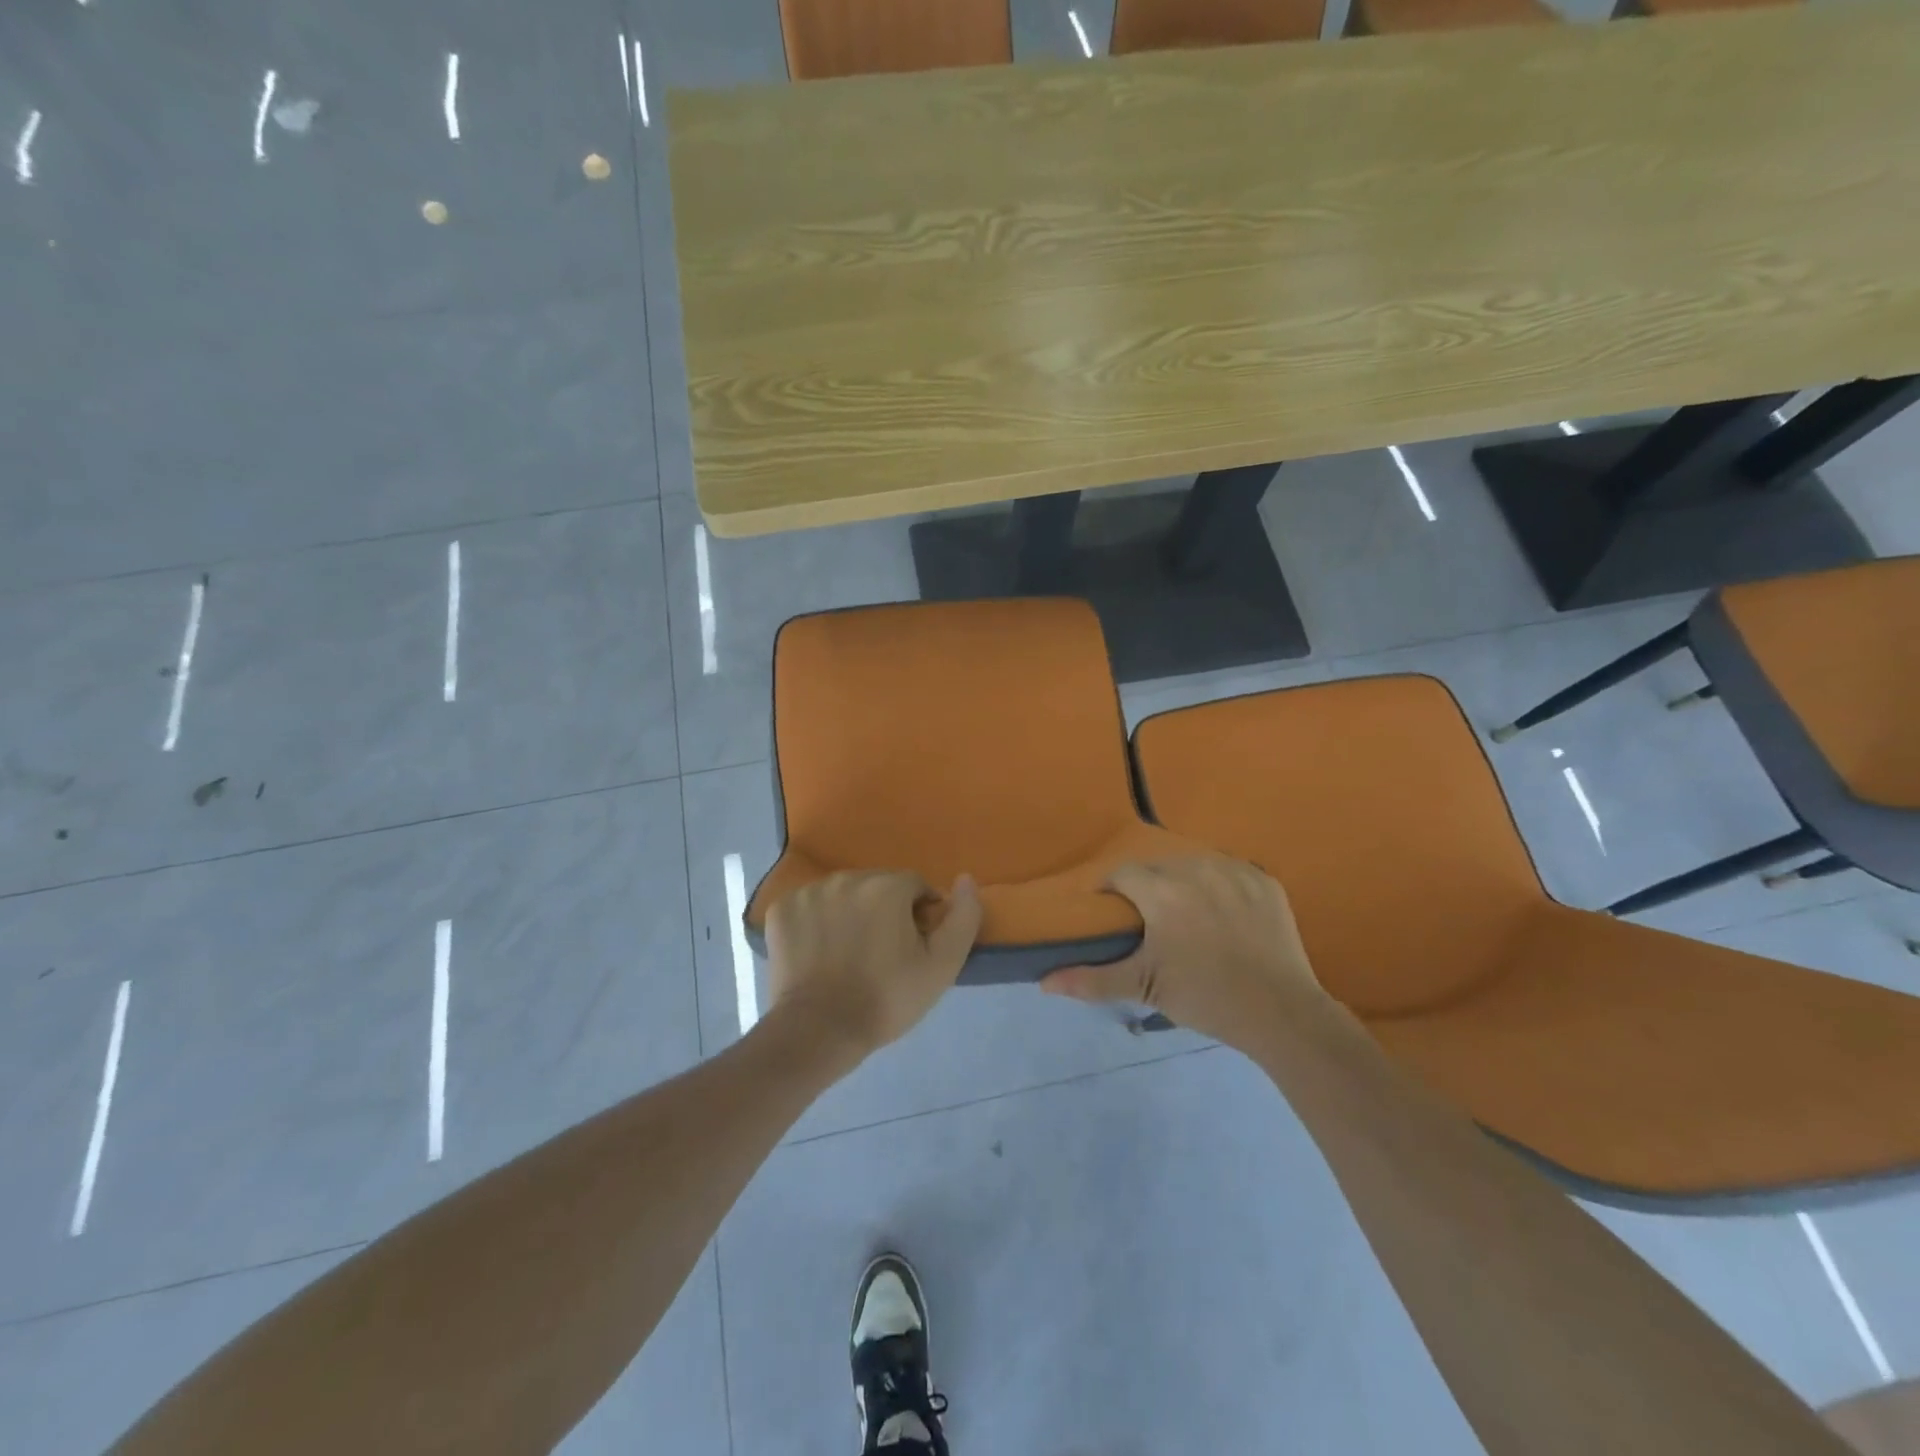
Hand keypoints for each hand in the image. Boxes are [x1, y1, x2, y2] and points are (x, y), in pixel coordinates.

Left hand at [765, 871, 982, 1059]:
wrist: (819, 1031)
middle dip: (885, 910)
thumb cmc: (886, 999)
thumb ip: (963, 917)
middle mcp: (847, 878)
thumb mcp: (942, 966)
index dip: (919, 915)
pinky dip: (817, 921)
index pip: (916, 887)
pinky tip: (819, 951)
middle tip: (883, 953)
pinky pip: (810, 905)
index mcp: (887, 886)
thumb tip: (965, 880)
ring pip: (843, 893)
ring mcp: (809, 891)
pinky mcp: (781, 909)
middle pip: (878, 886)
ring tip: (849, 954)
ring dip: (851, 912)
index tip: (913, 947)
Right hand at [1041, 856, 1324, 1050]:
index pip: (1123, 874)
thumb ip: (1092, 979)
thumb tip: (1044, 982)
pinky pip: (1230, 871)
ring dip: (1183, 881)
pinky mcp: (1265, 880)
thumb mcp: (1144, 987)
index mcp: (1162, 891)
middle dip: (1148, 886)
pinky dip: (1221, 885)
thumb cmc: (1205, 996)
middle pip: (1158, 866)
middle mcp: (1196, 869)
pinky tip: (1224, 912)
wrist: (1280, 1012)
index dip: (1111, 889)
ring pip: (1194, 864)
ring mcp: (1235, 871)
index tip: (1111, 910)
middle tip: (1150, 918)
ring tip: (1187, 912)